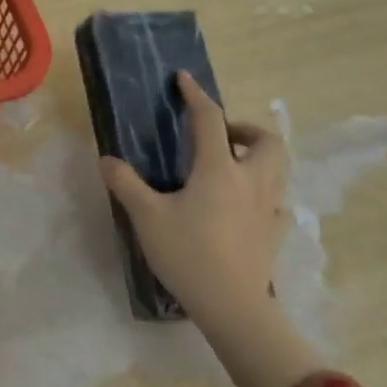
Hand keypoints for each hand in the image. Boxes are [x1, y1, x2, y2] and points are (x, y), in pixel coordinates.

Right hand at [99, 71, 290, 327]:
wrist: (232, 306)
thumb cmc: (188, 254)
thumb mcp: (146, 216)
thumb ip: (126, 183)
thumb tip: (107, 159)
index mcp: (219, 170)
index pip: (210, 120)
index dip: (196, 96)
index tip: (184, 80)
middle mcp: (251, 181)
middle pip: (265, 140)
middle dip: (244, 128)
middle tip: (219, 136)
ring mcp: (269, 208)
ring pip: (279, 168)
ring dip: (258, 156)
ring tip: (231, 165)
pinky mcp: (275, 234)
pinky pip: (278, 202)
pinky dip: (265, 193)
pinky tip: (245, 205)